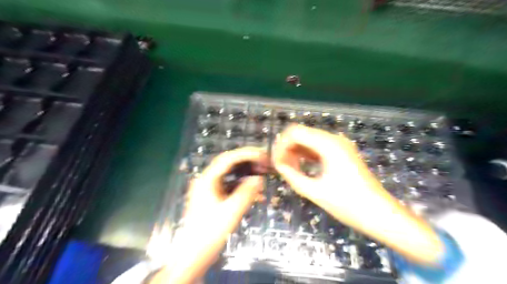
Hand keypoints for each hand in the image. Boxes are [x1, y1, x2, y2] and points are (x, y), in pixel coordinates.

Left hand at [151, 147, 265, 282]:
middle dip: (249, 162)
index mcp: (207, 180)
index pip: (228, 159)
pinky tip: (257, 194)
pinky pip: (231, 186)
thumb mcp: (231, 212)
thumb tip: (259, 179)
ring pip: (231, 174)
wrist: (193, 254)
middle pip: (230, 164)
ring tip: (264, 174)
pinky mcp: (214, 197)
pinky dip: (244, 187)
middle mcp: (208, 180)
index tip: (263, 155)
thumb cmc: (210, 233)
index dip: (247, 154)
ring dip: (247, 173)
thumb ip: (246, 193)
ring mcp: (210, 188)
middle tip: (266, 163)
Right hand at [273, 123, 384, 210]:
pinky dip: (306, 154)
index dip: (281, 146)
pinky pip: (317, 147)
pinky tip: (301, 167)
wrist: (381, 214)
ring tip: (289, 169)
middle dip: (287, 148)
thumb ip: (292, 176)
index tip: (276, 164)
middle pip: (301, 134)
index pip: (295, 133)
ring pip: (309, 139)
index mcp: (328, 145)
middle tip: (281, 168)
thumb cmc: (349, 205)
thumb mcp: (315, 192)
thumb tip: (279, 166)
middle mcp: (334, 139)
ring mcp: (339, 145)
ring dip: (296, 151)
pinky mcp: (342, 152)